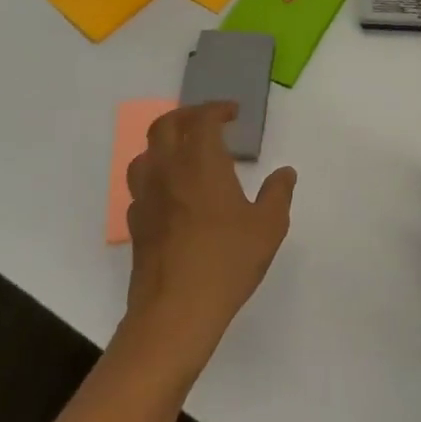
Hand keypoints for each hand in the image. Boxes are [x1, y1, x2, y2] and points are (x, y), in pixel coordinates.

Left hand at [123, 103, 295, 362]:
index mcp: (201, 163)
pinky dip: (156, 177)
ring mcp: (146, 198)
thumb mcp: (268, 226)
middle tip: (206, 122)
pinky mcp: (136, 225)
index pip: (201, 120)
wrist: (175, 312)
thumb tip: (284, 173)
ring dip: (164, 145)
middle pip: (164, 126)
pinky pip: (140, 187)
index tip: (232, 113)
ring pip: (144, 155)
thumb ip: (278, 194)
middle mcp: (168, 171)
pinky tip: (172, 194)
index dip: (216, 109)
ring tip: (184, 154)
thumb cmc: (226, 261)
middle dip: (186, 116)